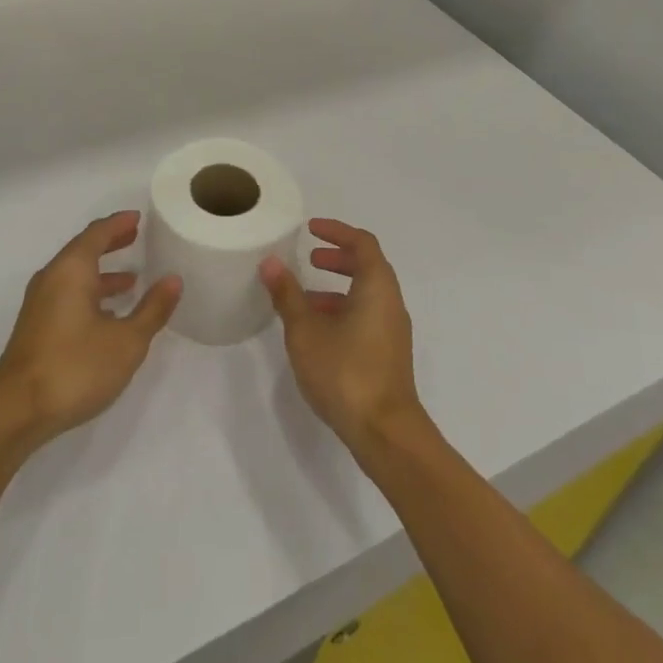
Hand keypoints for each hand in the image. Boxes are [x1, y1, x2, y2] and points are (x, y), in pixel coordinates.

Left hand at [0, 212, 181, 448]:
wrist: (16, 411)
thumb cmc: (75, 366)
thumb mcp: (126, 341)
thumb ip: (152, 309)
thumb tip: (173, 280)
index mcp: (71, 270)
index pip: (96, 233)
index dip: (118, 224)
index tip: (137, 218)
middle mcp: (52, 278)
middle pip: (83, 251)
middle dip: (110, 244)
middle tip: (135, 238)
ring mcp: (40, 304)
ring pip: (74, 277)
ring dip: (102, 275)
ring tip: (131, 281)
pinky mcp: (36, 328)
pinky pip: (67, 296)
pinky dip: (90, 295)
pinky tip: (108, 318)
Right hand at [260, 219, 425, 458]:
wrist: (385, 433)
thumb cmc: (346, 372)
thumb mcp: (306, 331)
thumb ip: (288, 295)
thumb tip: (270, 262)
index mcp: (377, 287)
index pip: (362, 243)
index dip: (337, 231)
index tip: (311, 229)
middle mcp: (391, 303)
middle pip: (367, 266)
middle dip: (338, 258)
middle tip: (309, 259)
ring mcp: (392, 331)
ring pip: (366, 295)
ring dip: (337, 288)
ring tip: (304, 299)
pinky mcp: (388, 355)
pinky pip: (366, 317)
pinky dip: (343, 310)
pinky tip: (317, 332)